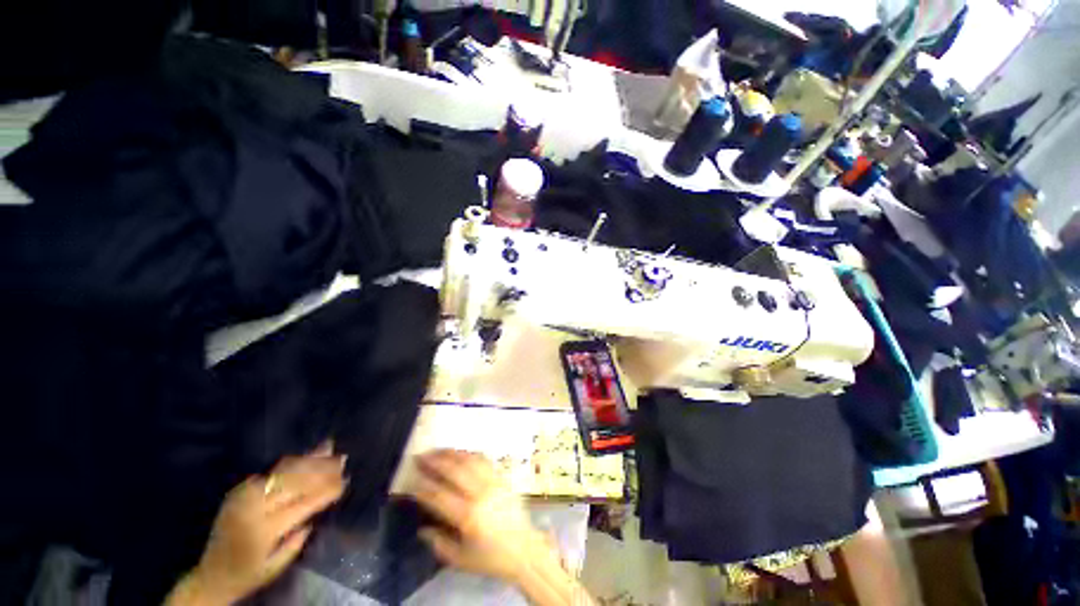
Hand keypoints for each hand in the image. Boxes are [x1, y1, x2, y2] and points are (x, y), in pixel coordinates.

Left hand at [167, 444, 346, 604]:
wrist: (209, 577)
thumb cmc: (247, 576)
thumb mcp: (275, 566)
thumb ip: (296, 540)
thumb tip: (314, 514)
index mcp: (265, 530)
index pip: (304, 504)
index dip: (326, 491)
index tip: (345, 481)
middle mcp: (254, 509)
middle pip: (294, 482)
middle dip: (321, 469)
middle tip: (341, 457)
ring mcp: (243, 498)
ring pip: (282, 473)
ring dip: (307, 460)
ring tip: (326, 447)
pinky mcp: (236, 493)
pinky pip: (268, 474)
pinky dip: (288, 465)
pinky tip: (302, 458)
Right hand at [408, 450, 551, 584]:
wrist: (524, 549)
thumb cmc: (491, 558)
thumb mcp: (461, 559)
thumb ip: (439, 543)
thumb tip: (422, 529)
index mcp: (468, 516)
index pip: (439, 496)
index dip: (423, 487)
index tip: (411, 480)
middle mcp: (480, 493)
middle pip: (454, 470)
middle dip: (435, 461)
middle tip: (421, 457)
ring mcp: (493, 482)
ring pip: (469, 460)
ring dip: (451, 453)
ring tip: (437, 451)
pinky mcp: (502, 477)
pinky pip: (484, 460)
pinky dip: (469, 454)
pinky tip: (460, 454)